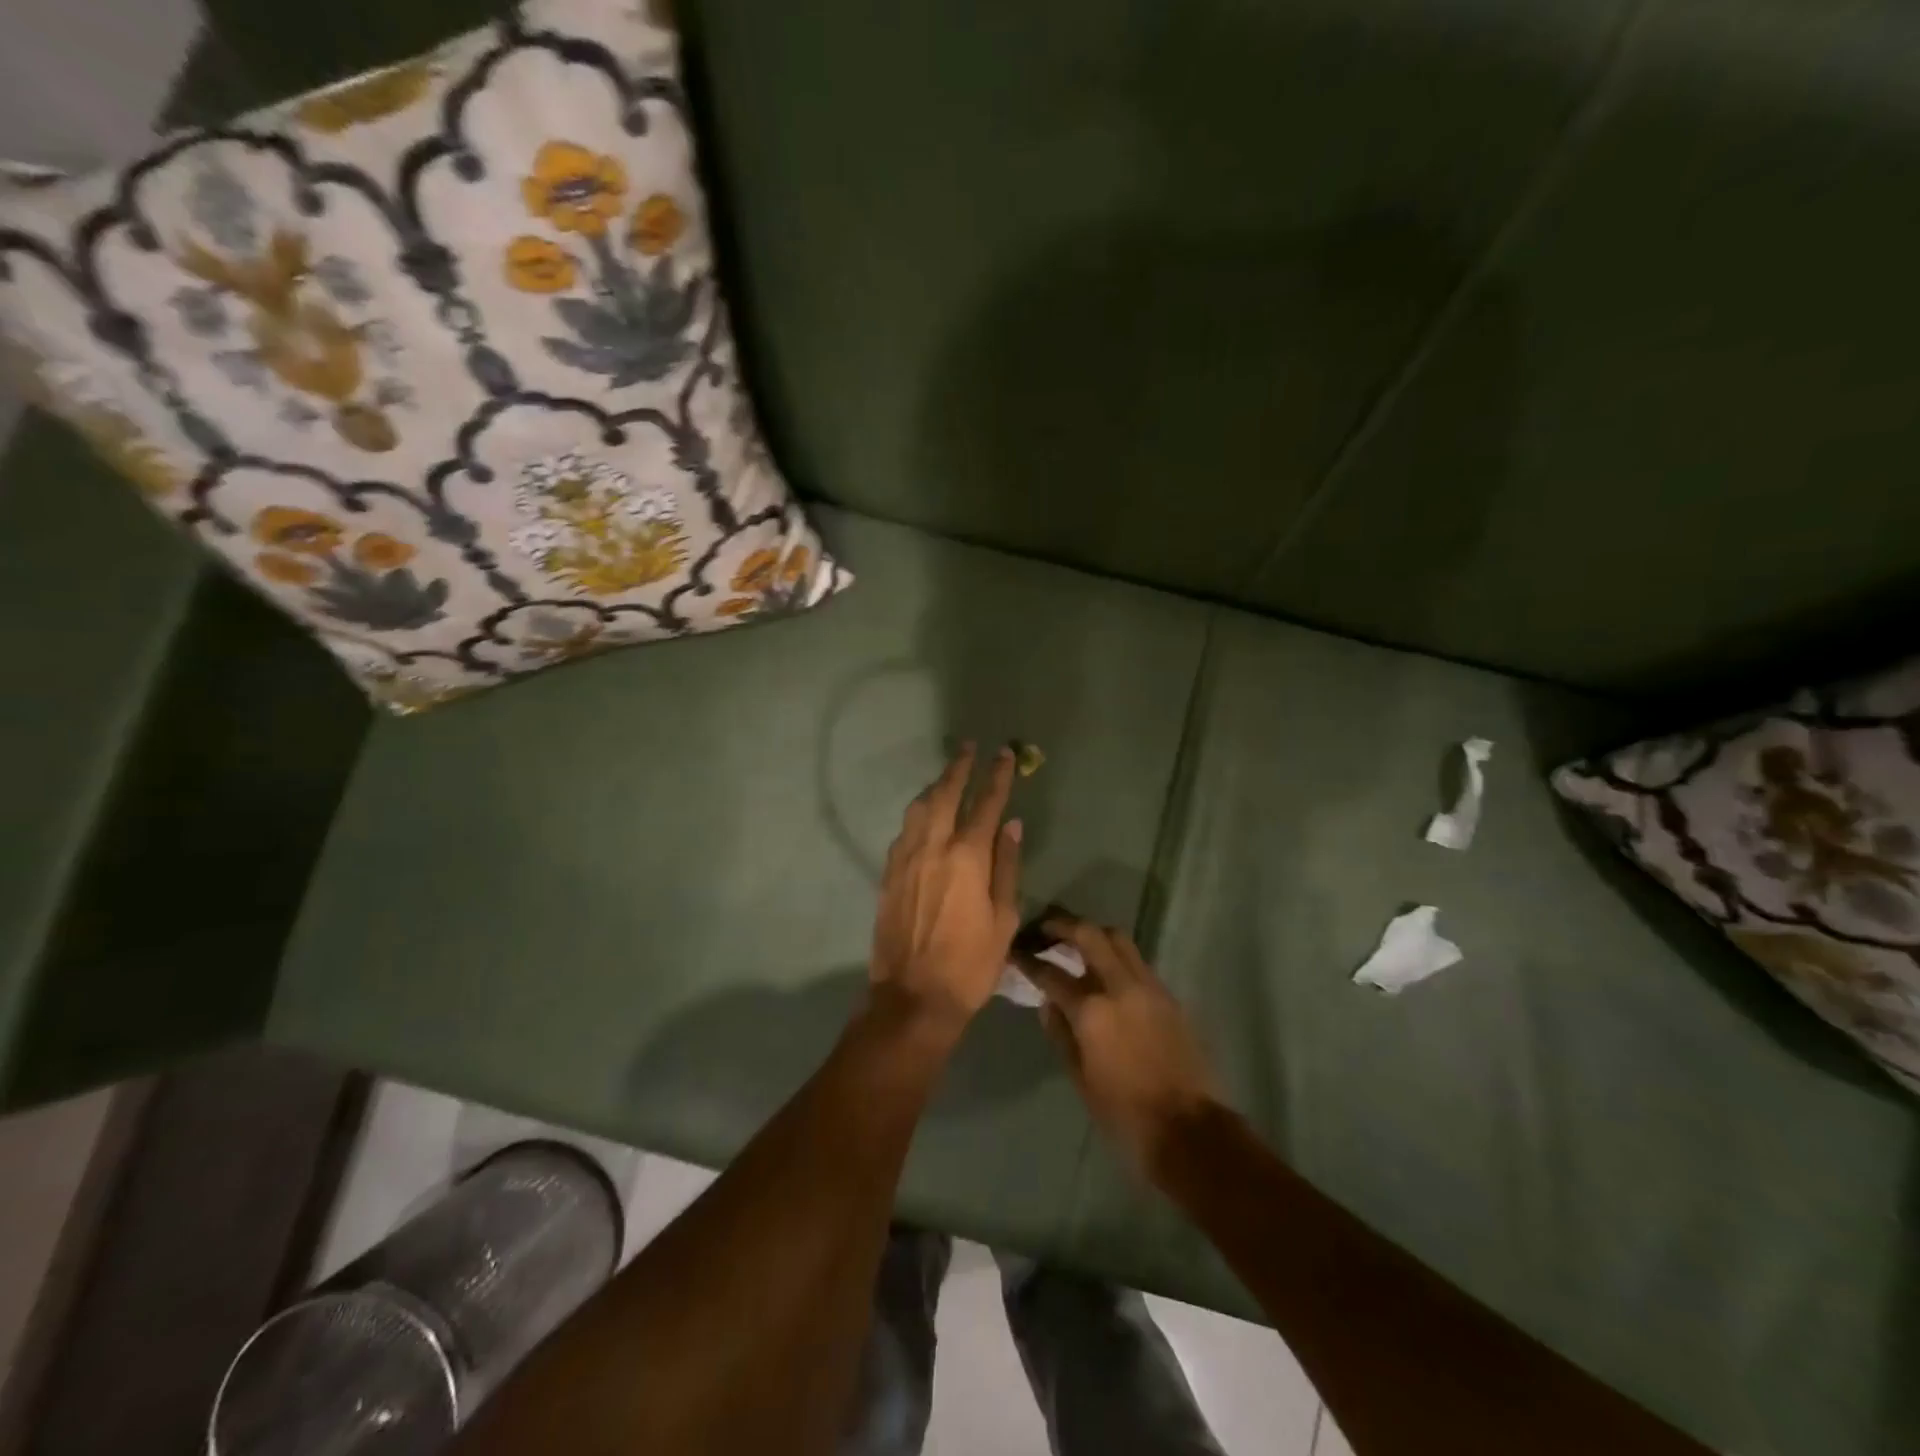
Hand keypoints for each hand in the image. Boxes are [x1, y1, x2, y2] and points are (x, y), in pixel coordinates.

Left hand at [869, 745, 1023, 1035]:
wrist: (913, 996)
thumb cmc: (970, 963)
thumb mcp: (1003, 918)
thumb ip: (1006, 866)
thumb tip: (1011, 825)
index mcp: (967, 857)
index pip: (986, 804)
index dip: (997, 776)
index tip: (1004, 754)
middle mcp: (933, 847)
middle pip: (945, 794)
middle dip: (959, 767)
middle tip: (968, 748)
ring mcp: (905, 859)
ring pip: (919, 808)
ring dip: (934, 787)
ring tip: (946, 776)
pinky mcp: (888, 874)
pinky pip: (904, 831)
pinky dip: (918, 815)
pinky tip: (924, 817)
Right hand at [1022, 915, 1223, 1180]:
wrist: (1190, 1131)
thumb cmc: (1125, 1114)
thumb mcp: (1081, 1079)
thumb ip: (1061, 1034)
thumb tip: (1048, 1003)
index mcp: (1092, 1011)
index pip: (1052, 973)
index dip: (1030, 960)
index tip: (1016, 951)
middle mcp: (1120, 987)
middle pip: (1090, 935)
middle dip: (1064, 925)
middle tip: (1045, 928)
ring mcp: (1149, 987)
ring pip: (1119, 940)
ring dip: (1094, 934)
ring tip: (1076, 942)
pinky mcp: (1169, 996)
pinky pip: (1137, 962)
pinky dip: (1117, 956)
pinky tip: (1107, 972)